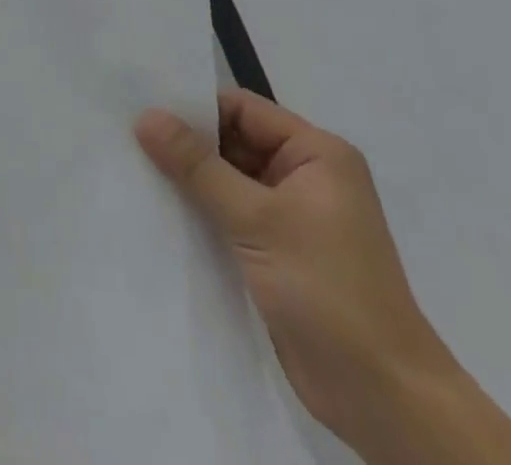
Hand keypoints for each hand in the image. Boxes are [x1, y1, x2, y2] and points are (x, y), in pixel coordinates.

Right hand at [135, 91, 458, 452]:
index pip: (241, 109)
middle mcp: (304, 177)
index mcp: (316, 155)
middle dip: (184, 143)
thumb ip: (198, 166)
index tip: (140, 109)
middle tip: (125, 137)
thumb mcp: (258, 219)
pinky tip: (156, 209)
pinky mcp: (276, 252)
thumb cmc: (330, 292)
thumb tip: (145, 116)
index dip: (193, 107)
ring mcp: (290, 217)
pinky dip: (197, 210)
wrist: (385, 402)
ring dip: (186, 179)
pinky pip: (227, 214)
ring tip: (130, 168)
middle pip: (231, 141)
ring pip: (225, 179)